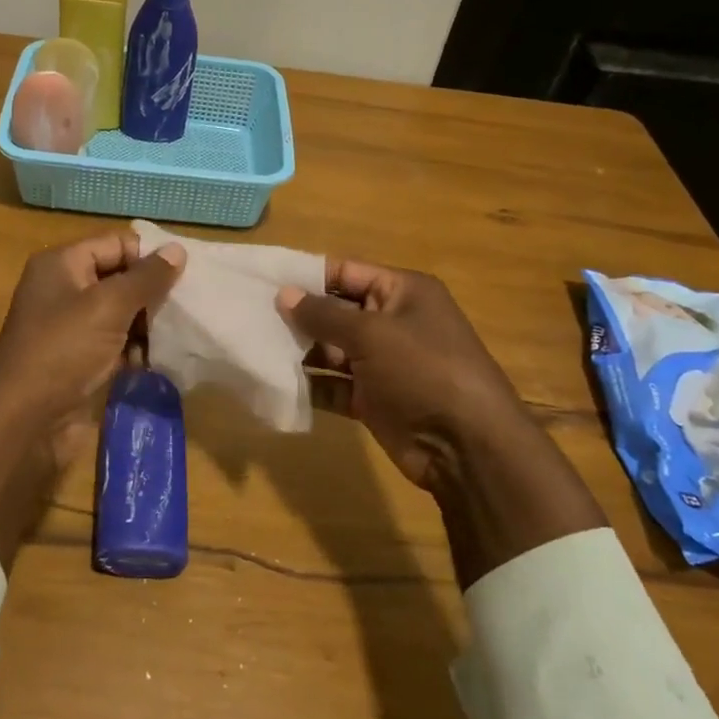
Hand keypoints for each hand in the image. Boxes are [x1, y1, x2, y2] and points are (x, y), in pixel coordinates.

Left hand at [0, 230, 185, 569]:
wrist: (24, 420)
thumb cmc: (63, 350)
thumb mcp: (108, 306)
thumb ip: (146, 278)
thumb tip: (178, 249)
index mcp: (62, 264)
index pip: (116, 244)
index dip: (149, 256)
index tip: (186, 275)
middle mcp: (65, 289)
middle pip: (119, 278)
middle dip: (152, 293)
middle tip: (187, 308)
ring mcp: (71, 327)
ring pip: (121, 314)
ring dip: (147, 325)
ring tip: (176, 336)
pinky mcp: (79, 359)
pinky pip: (115, 344)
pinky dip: (134, 351)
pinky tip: (155, 362)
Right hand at [277, 261, 537, 493]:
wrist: (467, 447)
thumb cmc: (423, 370)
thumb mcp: (372, 334)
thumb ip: (324, 314)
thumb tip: (283, 294)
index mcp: (402, 292)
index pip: (347, 272)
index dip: (307, 275)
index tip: (264, 279)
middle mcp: (393, 322)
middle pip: (336, 311)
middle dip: (298, 315)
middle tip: (250, 315)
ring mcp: (383, 363)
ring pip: (332, 349)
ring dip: (299, 350)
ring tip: (255, 347)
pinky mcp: (373, 398)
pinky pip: (334, 384)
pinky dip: (310, 384)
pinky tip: (276, 382)